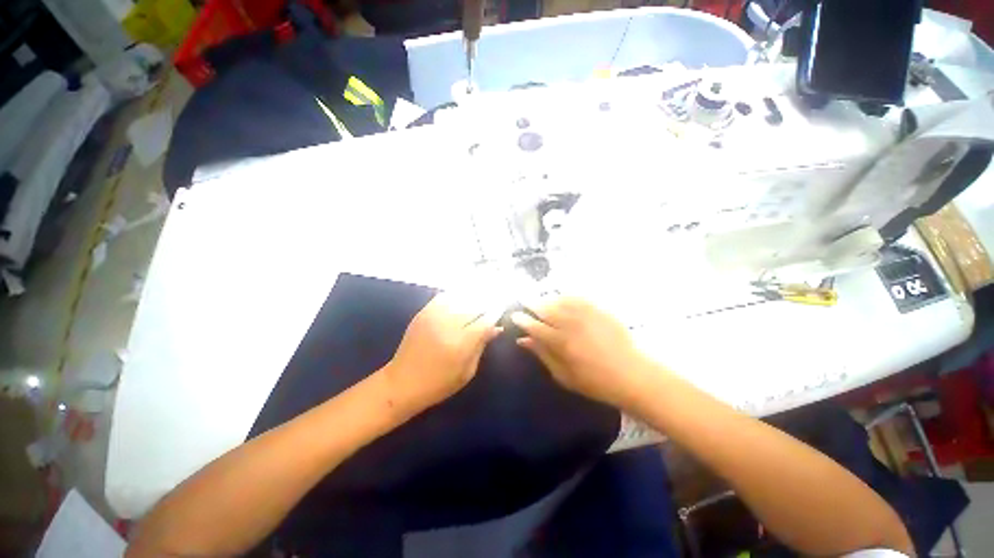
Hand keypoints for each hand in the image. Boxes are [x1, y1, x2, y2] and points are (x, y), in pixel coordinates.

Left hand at [385, 292, 501, 413]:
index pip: (485, 320)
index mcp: (461, 343)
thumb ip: (481, 346)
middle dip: (488, 300)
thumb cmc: (439, 384)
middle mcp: (448, 324)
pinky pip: (444, 296)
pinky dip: (456, 293)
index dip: (496, 312)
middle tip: (497, 296)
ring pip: (460, 296)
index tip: (503, 307)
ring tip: (483, 292)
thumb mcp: (467, 371)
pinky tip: (463, 294)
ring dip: (474, 294)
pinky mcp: (423, 312)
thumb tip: (497, 328)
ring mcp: (434, 316)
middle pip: (474, 304)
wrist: (402, 383)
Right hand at [511, 297, 654, 409]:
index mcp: (560, 342)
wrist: (631, 374)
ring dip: (547, 299)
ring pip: (559, 299)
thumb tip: (523, 340)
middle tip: (525, 303)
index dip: (522, 319)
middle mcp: (570, 323)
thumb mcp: (563, 375)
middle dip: (532, 304)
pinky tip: (562, 298)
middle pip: (545, 308)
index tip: (514, 315)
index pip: (534, 326)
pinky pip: (577, 296)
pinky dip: (565, 296)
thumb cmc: (595, 382)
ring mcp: (585, 314)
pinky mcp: (598, 309)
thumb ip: (542, 354)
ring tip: (542, 301)